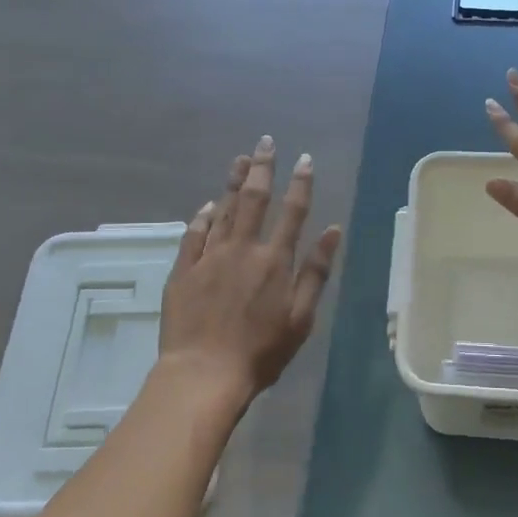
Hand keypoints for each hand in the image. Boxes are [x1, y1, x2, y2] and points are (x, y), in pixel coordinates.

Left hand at [158, 137, 343, 401]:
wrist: (204, 374)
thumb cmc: (261, 352)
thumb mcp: (301, 317)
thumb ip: (316, 271)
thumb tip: (334, 230)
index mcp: (274, 261)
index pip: (292, 212)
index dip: (300, 184)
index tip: (305, 159)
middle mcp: (242, 250)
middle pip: (254, 200)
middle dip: (262, 168)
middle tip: (265, 142)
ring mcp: (209, 258)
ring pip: (223, 211)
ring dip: (233, 183)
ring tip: (241, 159)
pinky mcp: (184, 271)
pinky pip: (194, 235)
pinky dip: (203, 217)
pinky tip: (208, 205)